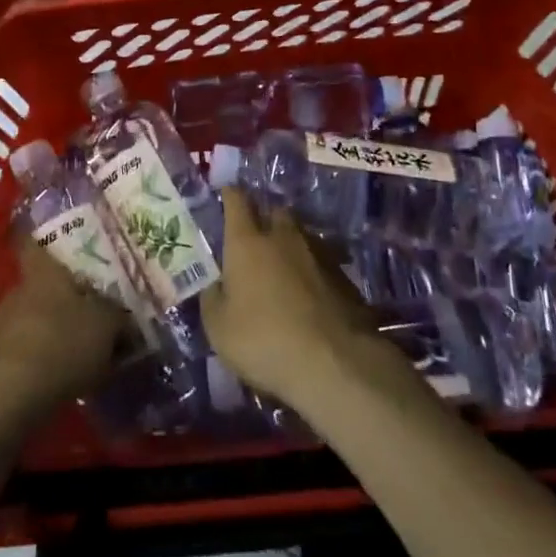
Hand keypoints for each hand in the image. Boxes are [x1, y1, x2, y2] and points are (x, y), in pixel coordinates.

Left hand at [0, 238, 126, 425]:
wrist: (12, 398)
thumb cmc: (62, 343)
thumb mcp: (106, 325)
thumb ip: (117, 315)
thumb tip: (123, 315)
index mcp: (43, 271)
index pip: (34, 241)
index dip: (42, 237)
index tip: (60, 240)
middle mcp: (18, 289)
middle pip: (42, 282)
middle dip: (63, 294)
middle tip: (91, 304)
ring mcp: (3, 324)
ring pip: (35, 315)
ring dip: (54, 327)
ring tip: (82, 345)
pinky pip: (28, 347)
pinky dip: (44, 355)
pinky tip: (65, 373)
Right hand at [200, 185, 386, 411]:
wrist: (334, 362)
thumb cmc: (263, 340)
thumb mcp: (218, 327)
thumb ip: (212, 297)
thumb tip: (215, 283)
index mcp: (247, 241)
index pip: (236, 201)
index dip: (230, 195)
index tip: (225, 194)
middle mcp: (282, 236)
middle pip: (274, 211)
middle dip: (264, 217)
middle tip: (255, 236)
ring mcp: (317, 253)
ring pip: (300, 235)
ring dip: (290, 243)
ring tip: (283, 266)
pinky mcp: (343, 275)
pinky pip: (320, 260)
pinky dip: (311, 269)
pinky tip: (309, 292)